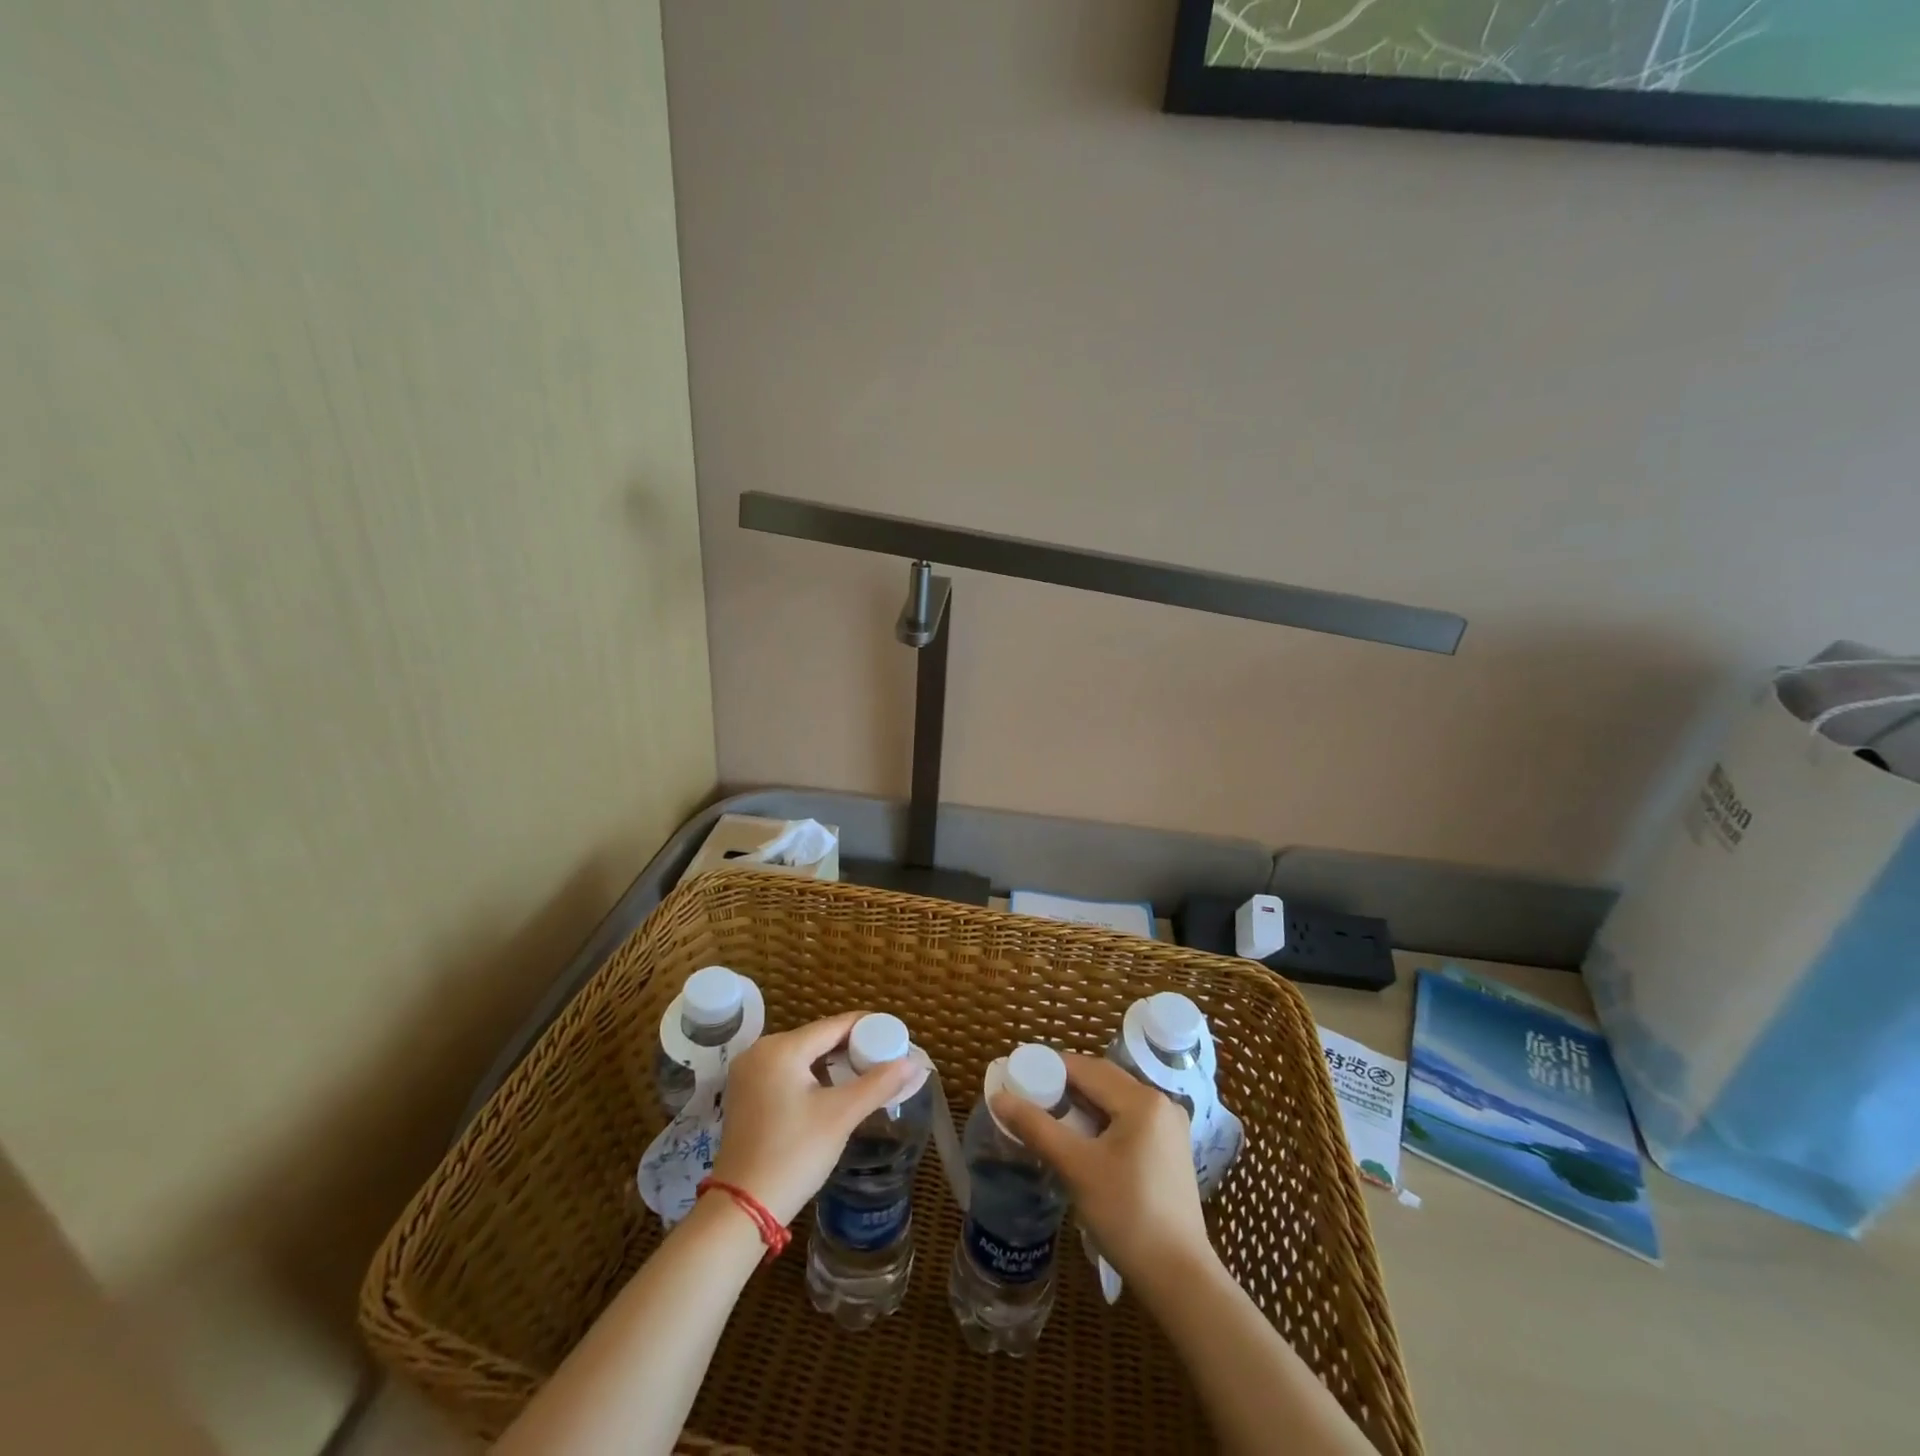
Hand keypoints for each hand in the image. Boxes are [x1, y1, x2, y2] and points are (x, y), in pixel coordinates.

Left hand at [710, 1011, 920, 1225]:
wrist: (742, 1209)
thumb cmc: (794, 1155)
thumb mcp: (841, 1116)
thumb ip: (879, 1083)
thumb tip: (914, 1062)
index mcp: (781, 1048)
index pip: (835, 1025)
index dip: (868, 1028)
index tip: (896, 1036)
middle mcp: (760, 1050)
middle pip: (818, 1038)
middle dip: (852, 1047)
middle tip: (884, 1059)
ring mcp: (748, 1072)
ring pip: (802, 1055)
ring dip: (832, 1063)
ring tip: (865, 1074)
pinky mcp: (744, 1093)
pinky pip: (786, 1071)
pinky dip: (811, 1075)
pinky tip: (832, 1090)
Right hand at [993, 1053, 1214, 1289]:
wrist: (1179, 1279)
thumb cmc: (1126, 1215)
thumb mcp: (1076, 1168)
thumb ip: (1037, 1128)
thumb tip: (999, 1097)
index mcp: (1142, 1100)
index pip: (1087, 1068)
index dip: (1050, 1067)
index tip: (1019, 1072)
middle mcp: (1160, 1103)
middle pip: (1103, 1081)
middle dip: (1065, 1085)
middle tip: (1028, 1095)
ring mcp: (1169, 1128)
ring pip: (1115, 1101)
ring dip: (1082, 1105)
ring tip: (1048, 1116)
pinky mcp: (1169, 1150)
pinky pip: (1127, 1120)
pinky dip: (1100, 1122)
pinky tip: (1080, 1139)